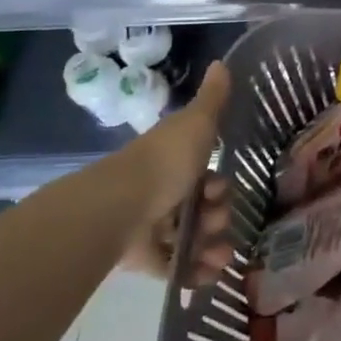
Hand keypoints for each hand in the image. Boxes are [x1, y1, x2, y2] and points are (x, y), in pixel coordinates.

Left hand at [99, 61, 236, 284]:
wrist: (119, 206)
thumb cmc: (164, 161)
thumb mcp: (197, 123)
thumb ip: (213, 98)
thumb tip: (221, 62)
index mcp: (173, 160)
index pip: (203, 175)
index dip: (218, 185)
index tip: (219, 190)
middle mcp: (162, 190)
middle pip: (199, 208)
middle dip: (218, 217)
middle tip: (217, 223)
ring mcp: (150, 225)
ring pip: (189, 238)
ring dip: (211, 248)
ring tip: (219, 258)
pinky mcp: (141, 257)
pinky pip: (173, 267)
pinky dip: (192, 274)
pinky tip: (208, 278)